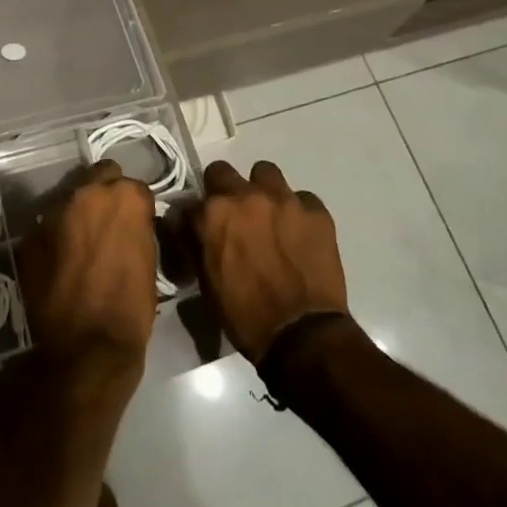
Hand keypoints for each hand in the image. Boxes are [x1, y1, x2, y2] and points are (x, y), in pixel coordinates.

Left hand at [17, 161, 157, 372]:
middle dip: (104, 194)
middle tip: (108, 223)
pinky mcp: (30, 235)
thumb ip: (137, 227)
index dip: (135, 206)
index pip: (134, 186)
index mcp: (124, 196)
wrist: (87, 348)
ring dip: (78, 213)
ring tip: (81, 242)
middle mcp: (86, 193)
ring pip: (70, 198)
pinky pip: (47, 226)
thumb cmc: (131, 307)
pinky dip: (56, 236)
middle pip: (98, 177)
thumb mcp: (149, 259)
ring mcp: (54, 212)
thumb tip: (130, 222)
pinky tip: (61, 260)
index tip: (135, 223)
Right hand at [192, 160, 348, 362]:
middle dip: (223, 190)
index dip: (196, 214)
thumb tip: (190, 228)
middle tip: (234, 216)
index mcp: (213, 214)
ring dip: (262, 190)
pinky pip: (302, 198)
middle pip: (223, 171)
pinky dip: (298, 212)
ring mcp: (284, 199)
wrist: (301, 334)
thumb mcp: (207, 282)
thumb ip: (197, 244)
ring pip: (266, 173)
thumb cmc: (245, 315)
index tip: (201, 226)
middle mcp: (245, 196)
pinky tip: (300, 234)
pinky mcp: (316, 210)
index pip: (191, 199)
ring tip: (269, 216)